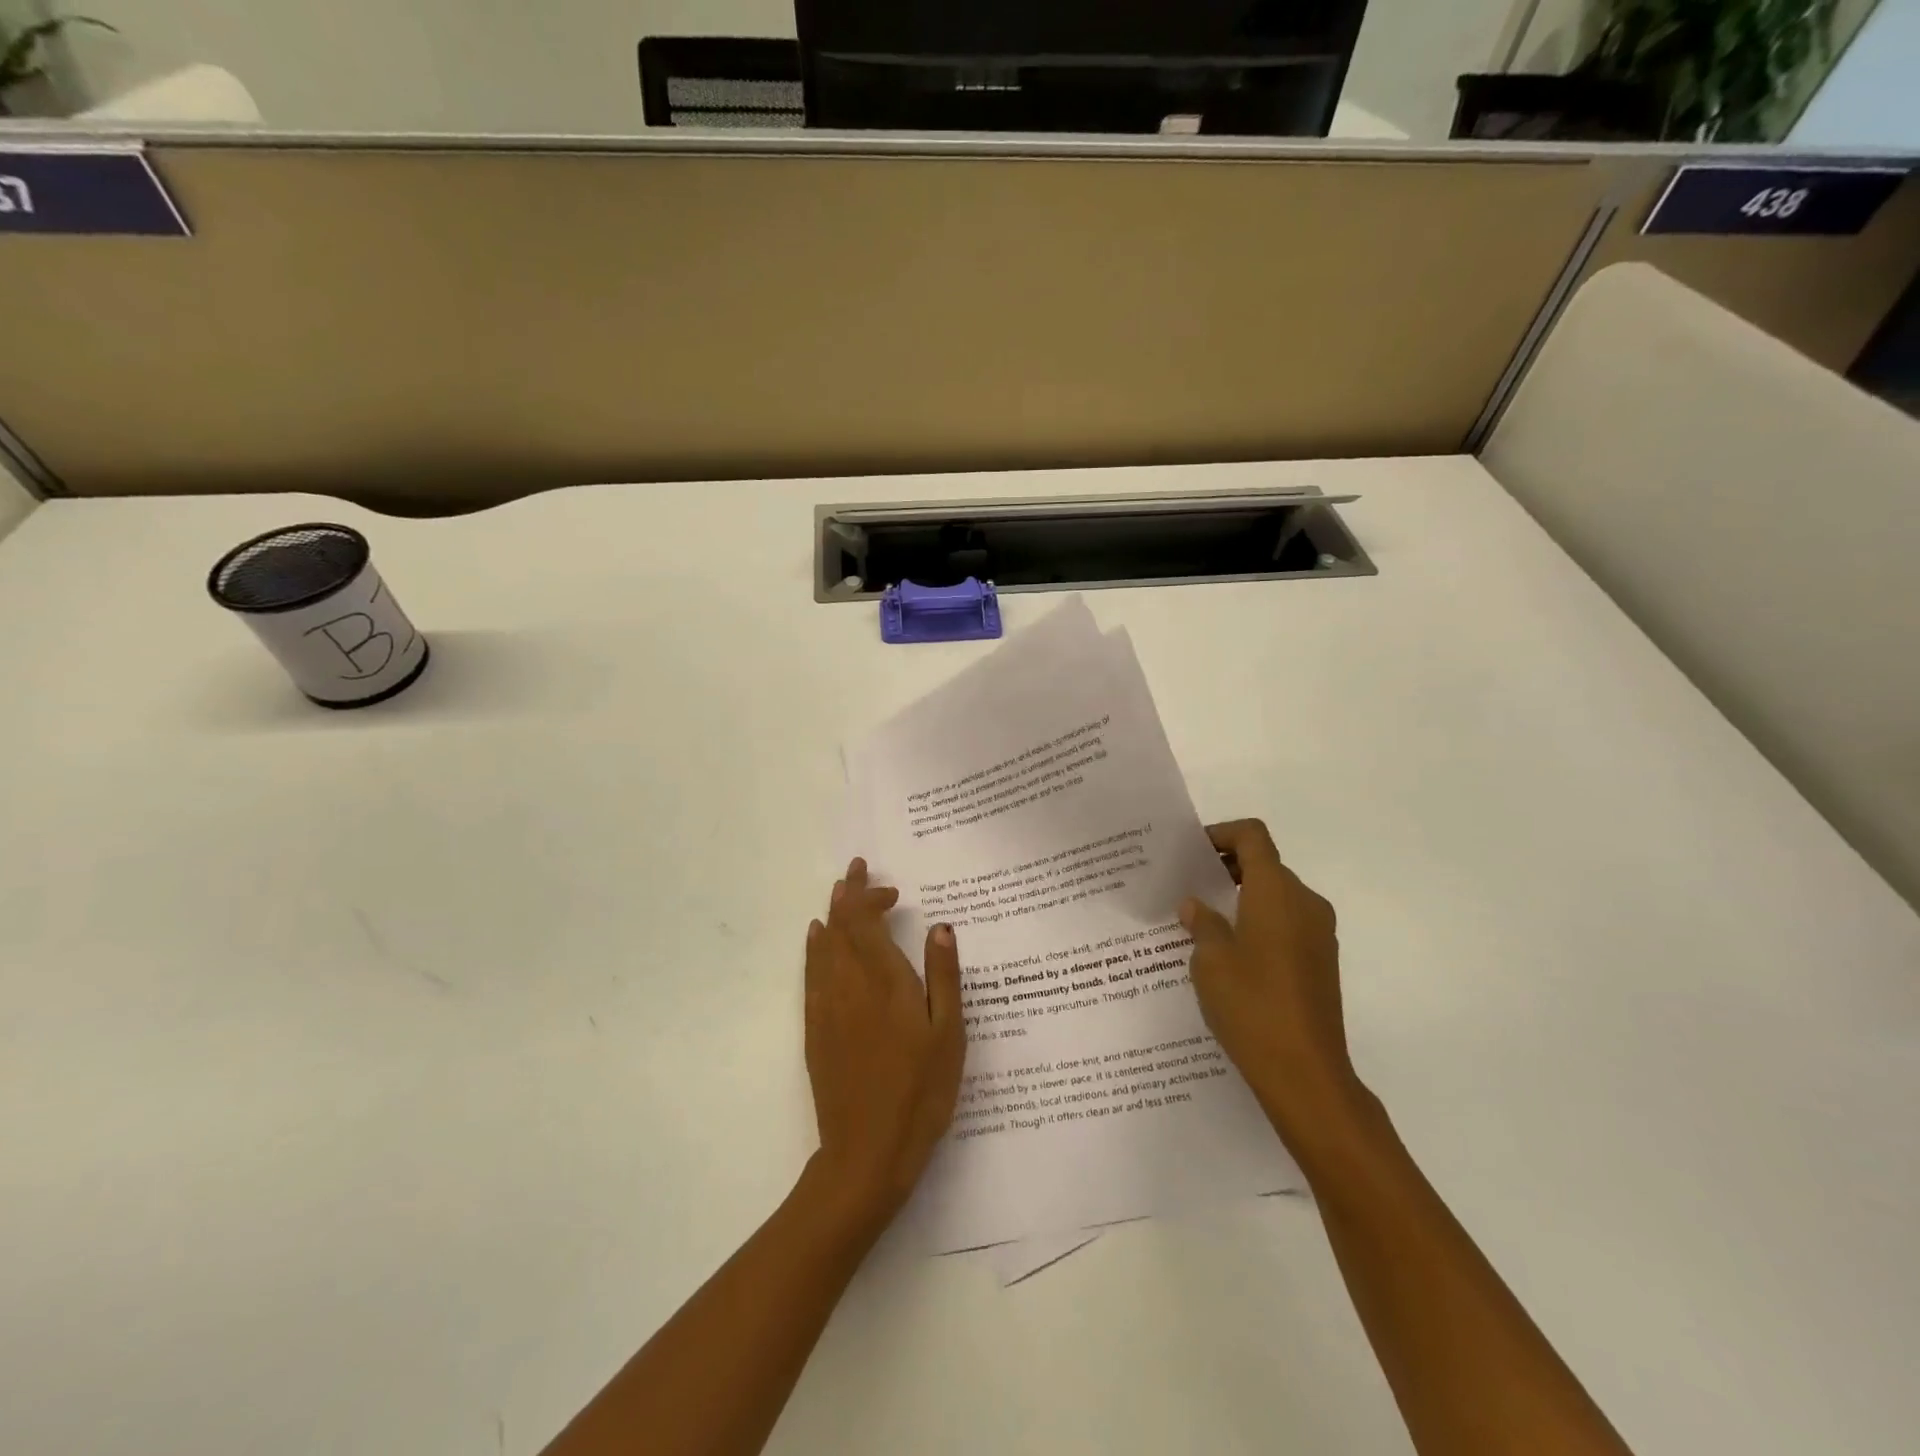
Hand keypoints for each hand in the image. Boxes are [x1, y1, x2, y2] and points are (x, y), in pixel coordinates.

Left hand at [803, 858, 965, 1226]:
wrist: (866, 1153)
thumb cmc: (920, 1093)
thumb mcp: (949, 1036)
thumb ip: (943, 976)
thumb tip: (940, 926)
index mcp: (885, 982)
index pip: (867, 922)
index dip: (871, 896)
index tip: (889, 887)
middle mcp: (850, 985)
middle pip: (841, 926)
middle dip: (848, 894)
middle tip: (856, 870)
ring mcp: (827, 1007)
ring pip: (823, 945)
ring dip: (831, 915)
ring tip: (838, 893)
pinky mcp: (815, 1029)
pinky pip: (810, 973)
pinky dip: (814, 947)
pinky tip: (817, 939)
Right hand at [1180, 820, 1366, 1143]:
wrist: (1306, 1074)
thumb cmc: (1252, 1005)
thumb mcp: (1210, 960)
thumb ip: (1202, 923)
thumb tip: (1195, 905)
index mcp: (1276, 891)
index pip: (1253, 837)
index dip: (1221, 833)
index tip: (1191, 853)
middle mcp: (1305, 903)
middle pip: (1265, 864)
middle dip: (1226, 868)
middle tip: (1187, 887)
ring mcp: (1319, 934)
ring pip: (1276, 896)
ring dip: (1241, 897)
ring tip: (1202, 922)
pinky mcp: (1321, 962)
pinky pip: (1287, 923)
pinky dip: (1258, 922)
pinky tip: (1228, 954)